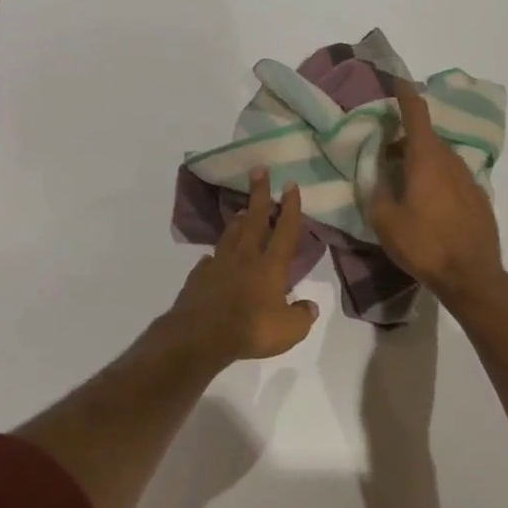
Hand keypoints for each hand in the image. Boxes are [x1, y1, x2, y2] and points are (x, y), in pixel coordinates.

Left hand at [165, 168, 319, 366]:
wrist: (200, 336)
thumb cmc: (251, 329)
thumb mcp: (290, 330)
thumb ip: (302, 316)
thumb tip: (309, 307)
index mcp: (270, 266)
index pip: (285, 230)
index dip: (291, 207)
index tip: (290, 184)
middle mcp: (245, 258)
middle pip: (255, 219)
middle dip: (259, 194)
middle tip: (259, 170)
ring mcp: (219, 265)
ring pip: (231, 234)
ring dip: (240, 220)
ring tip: (244, 210)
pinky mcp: (199, 278)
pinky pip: (209, 262)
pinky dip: (214, 258)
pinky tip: (213, 259)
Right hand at [370, 79, 505, 310]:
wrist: (472, 276)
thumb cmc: (424, 245)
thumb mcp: (385, 221)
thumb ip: (376, 191)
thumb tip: (378, 175)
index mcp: (426, 159)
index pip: (416, 114)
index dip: (405, 94)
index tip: (397, 80)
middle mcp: (451, 161)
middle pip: (426, 138)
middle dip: (405, 138)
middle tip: (385, 150)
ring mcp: (469, 179)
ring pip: (440, 159)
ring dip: (420, 161)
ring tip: (402, 179)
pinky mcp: (479, 199)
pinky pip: (452, 178)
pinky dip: (436, 179)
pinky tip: (427, 203)